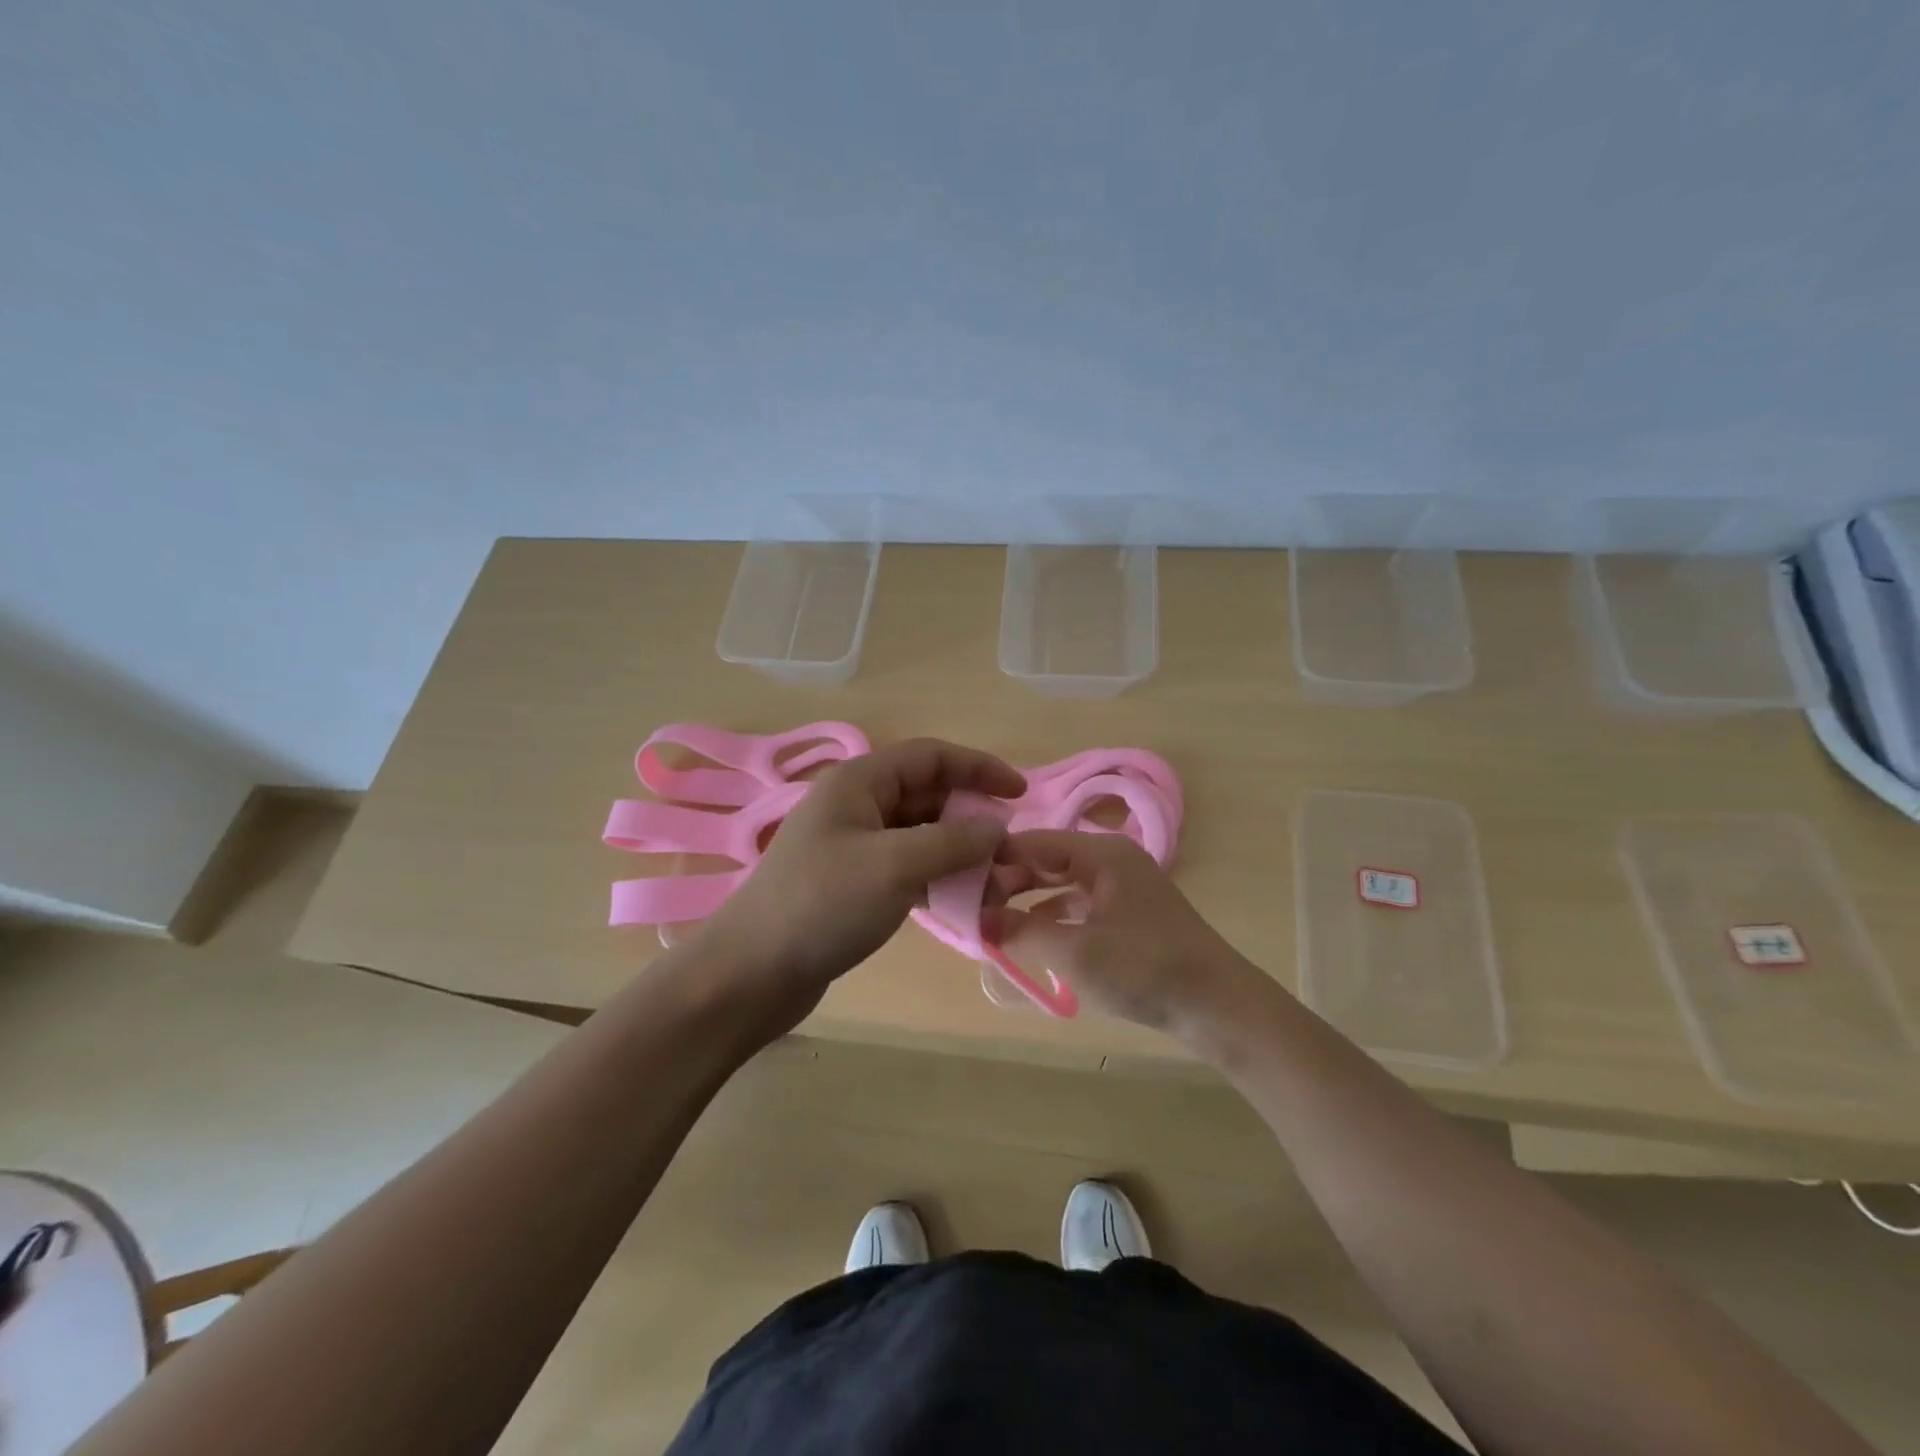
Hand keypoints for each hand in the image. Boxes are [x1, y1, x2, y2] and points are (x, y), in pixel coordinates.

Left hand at [697, 738, 1024, 1035]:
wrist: (752, 973)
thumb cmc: (822, 904)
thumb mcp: (894, 866)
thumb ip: (953, 841)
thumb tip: (998, 828)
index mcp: (860, 781)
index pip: (932, 756)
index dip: (980, 767)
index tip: (1021, 794)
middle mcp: (857, 804)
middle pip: (929, 796)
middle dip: (973, 820)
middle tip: (1011, 854)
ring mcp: (854, 845)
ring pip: (922, 835)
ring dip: (960, 854)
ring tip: (996, 887)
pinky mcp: (855, 883)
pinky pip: (908, 868)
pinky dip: (938, 880)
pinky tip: (963, 905)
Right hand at [982, 830, 1262, 1040]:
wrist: (1219, 1006)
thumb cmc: (1144, 968)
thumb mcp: (1075, 951)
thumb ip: (1021, 931)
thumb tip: (976, 920)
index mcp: (1101, 853)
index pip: (1033, 842)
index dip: (994, 859)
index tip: (958, 882)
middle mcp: (1111, 859)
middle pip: (1047, 859)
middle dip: (1009, 880)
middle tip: (972, 906)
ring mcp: (1123, 886)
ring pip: (1062, 882)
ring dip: (1028, 899)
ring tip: (992, 921)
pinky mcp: (1130, 914)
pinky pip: (1080, 904)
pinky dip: (1053, 916)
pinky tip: (1032, 937)